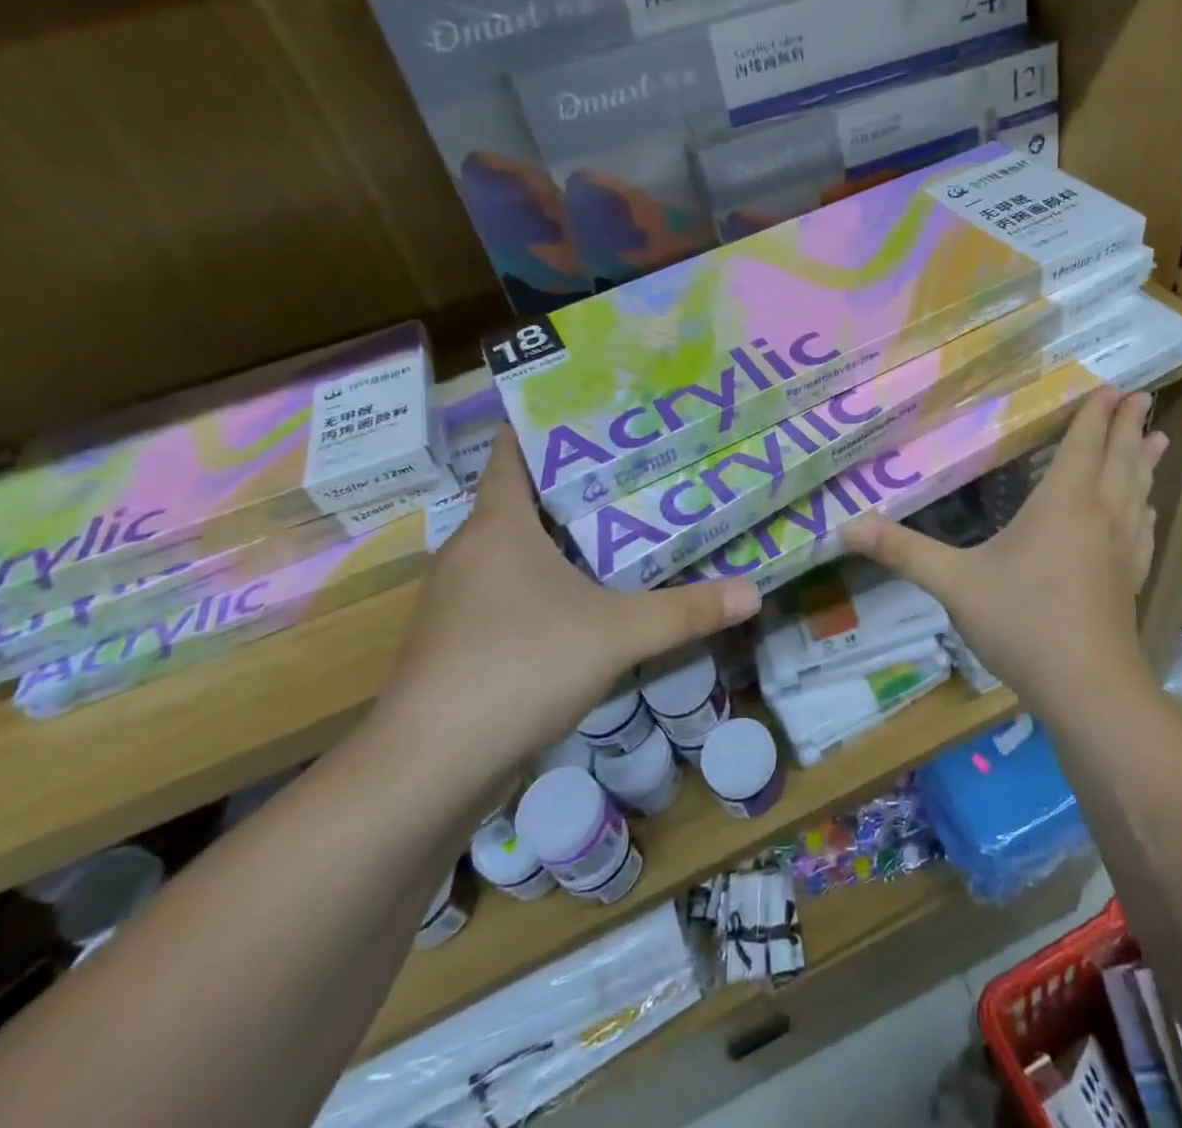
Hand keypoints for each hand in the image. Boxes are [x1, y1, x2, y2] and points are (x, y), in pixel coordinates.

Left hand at [365, 432, 760, 802]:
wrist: (428, 770)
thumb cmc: (518, 668)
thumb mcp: (616, 634)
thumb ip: (687, 611)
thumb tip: (754, 591)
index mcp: (497, 527)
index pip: (511, 454)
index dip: (544, 426)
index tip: (593, 410)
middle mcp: (471, 552)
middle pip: (522, 500)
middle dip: (575, 484)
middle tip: (637, 468)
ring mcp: (459, 600)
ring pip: (516, 550)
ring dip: (562, 538)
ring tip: (623, 526)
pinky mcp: (460, 641)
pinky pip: (510, 591)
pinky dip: (547, 582)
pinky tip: (589, 598)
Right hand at [841, 388, 1165, 710]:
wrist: (1088, 689)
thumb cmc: (1022, 624)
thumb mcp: (954, 585)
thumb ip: (903, 552)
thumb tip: (845, 528)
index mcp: (1063, 505)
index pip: (1084, 446)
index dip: (1096, 415)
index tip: (1112, 387)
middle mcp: (1100, 517)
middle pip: (1120, 461)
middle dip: (1129, 427)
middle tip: (1142, 398)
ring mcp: (1121, 550)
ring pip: (1138, 492)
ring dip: (1145, 462)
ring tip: (1159, 438)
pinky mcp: (1130, 580)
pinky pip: (1143, 530)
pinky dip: (1145, 508)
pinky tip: (1148, 510)